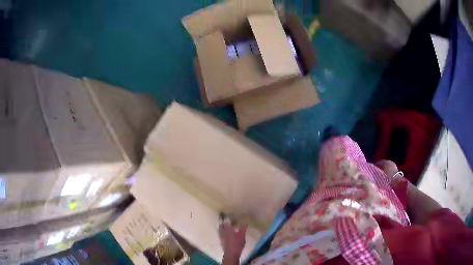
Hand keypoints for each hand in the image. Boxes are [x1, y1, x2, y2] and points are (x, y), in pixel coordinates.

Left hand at [219, 218, 246, 263]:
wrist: (231, 253)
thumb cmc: (237, 243)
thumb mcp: (242, 235)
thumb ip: (243, 228)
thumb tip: (245, 222)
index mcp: (227, 228)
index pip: (226, 221)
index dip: (228, 219)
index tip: (232, 217)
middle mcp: (222, 231)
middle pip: (221, 225)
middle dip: (224, 222)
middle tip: (230, 222)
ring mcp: (221, 236)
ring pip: (220, 229)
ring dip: (223, 227)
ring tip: (229, 227)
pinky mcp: (221, 241)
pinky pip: (221, 234)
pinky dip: (223, 232)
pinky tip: (228, 234)